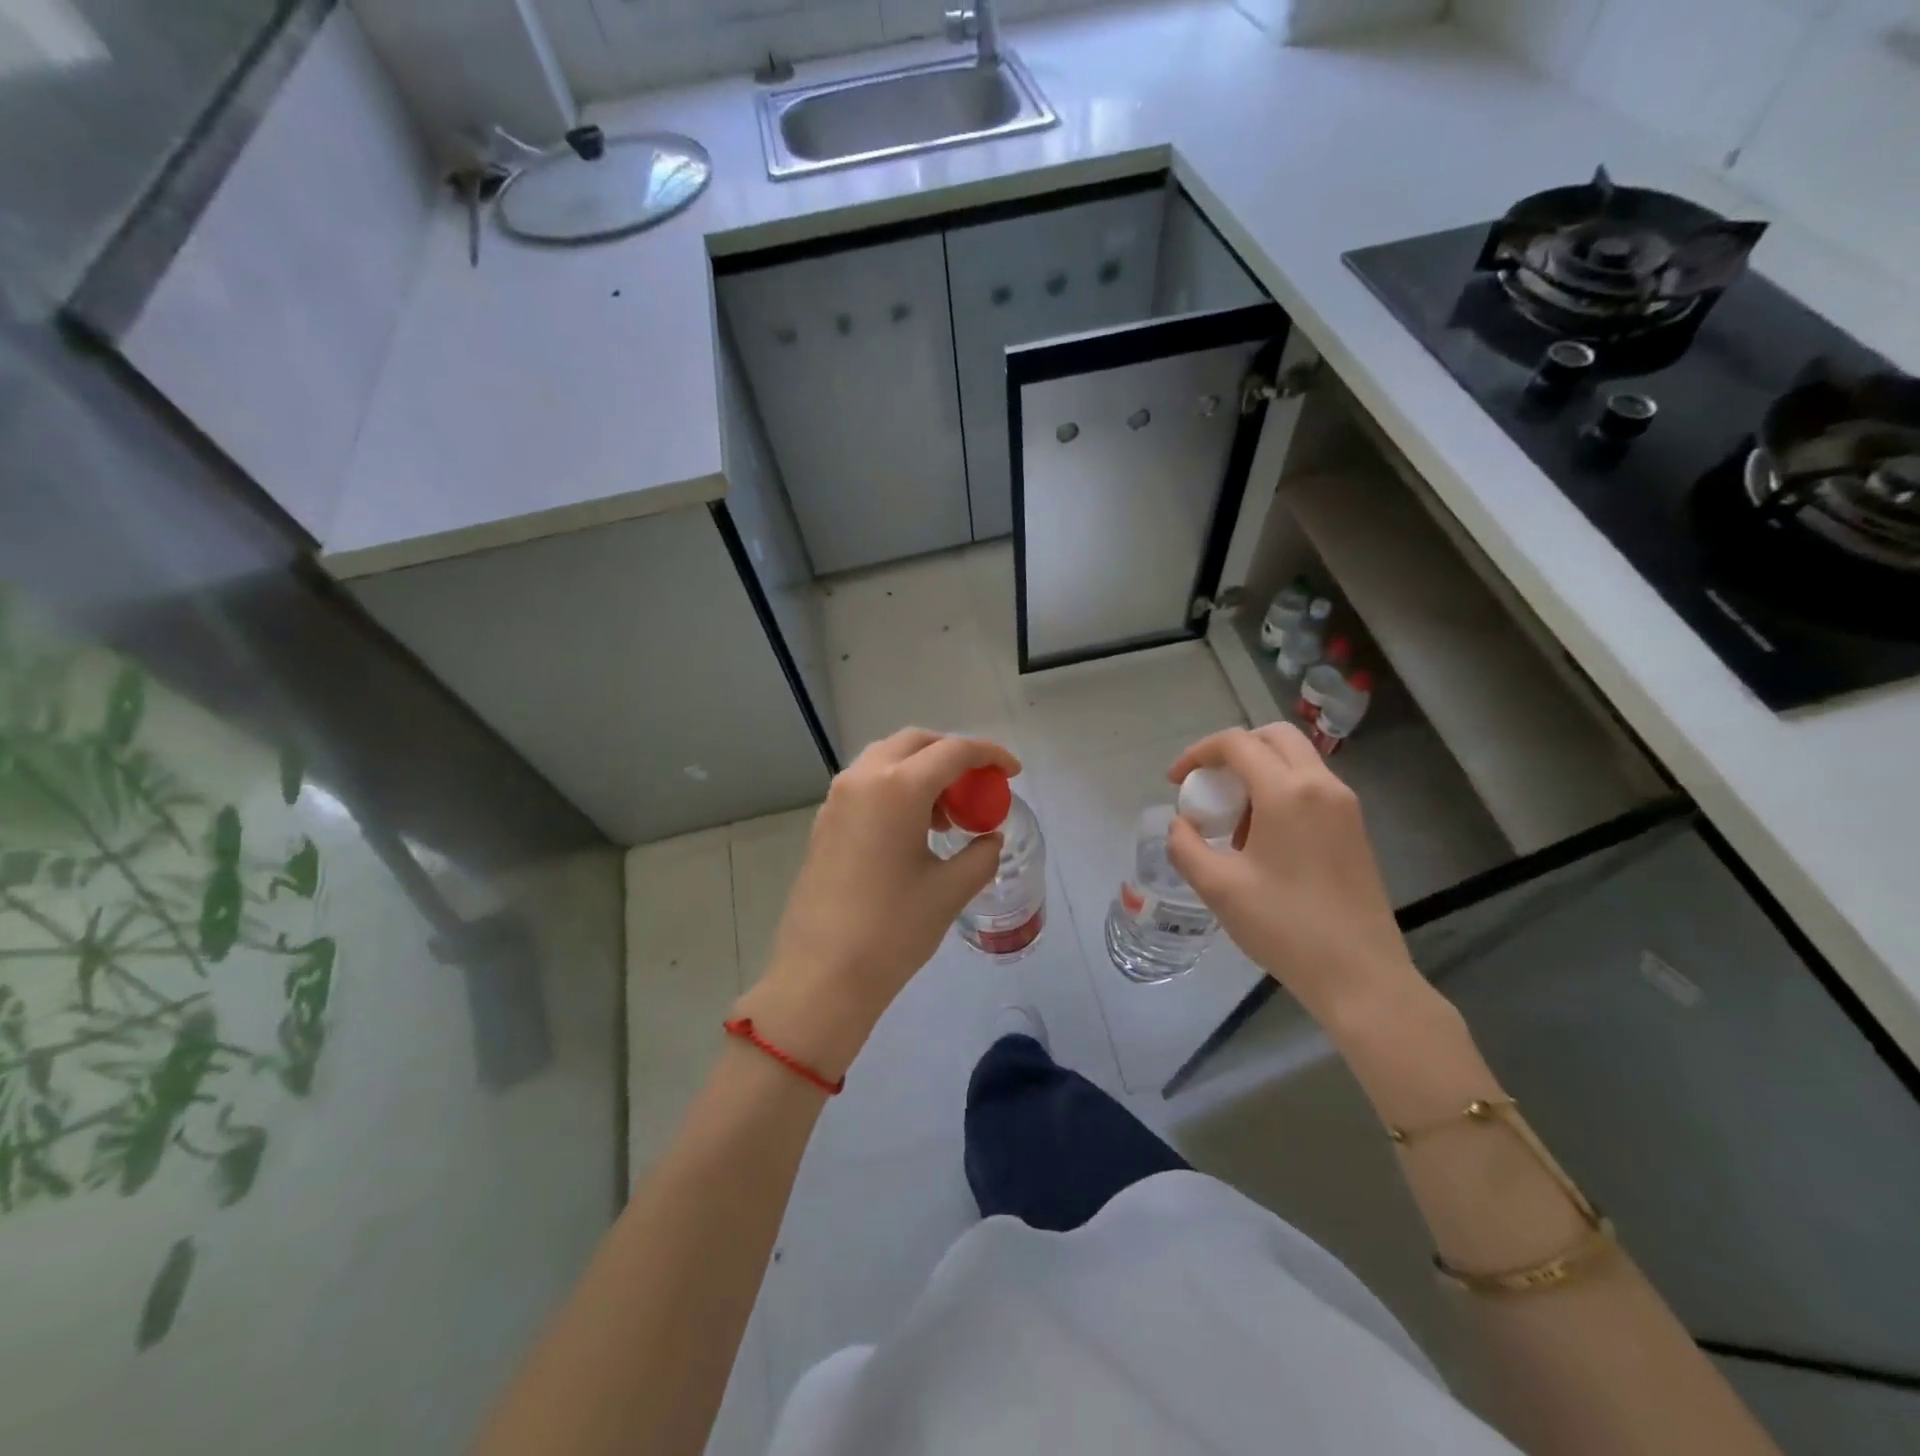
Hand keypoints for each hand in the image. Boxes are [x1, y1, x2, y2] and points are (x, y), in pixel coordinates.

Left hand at [734, 729, 1020, 1079]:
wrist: (822, 975)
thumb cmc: (893, 930)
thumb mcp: (950, 890)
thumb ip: (980, 854)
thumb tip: (989, 838)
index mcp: (898, 787)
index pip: (953, 751)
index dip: (990, 755)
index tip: (1012, 771)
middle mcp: (863, 779)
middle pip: (915, 743)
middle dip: (952, 753)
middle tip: (978, 783)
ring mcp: (837, 799)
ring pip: (886, 759)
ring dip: (921, 770)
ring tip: (946, 815)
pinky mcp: (824, 822)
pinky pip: (866, 785)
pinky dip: (896, 789)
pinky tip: (912, 830)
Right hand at [1166, 724, 1420, 1025]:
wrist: (1360, 975)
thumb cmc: (1285, 926)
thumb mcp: (1217, 887)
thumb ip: (1186, 846)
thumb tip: (1181, 825)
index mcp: (1287, 792)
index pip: (1236, 743)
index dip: (1198, 753)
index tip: (1175, 781)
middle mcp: (1322, 786)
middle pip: (1273, 737)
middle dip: (1233, 751)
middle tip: (1207, 784)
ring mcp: (1345, 806)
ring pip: (1296, 760)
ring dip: (1258, 771)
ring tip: (1233, 818)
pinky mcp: (1355, 828)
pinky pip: (1312, 787)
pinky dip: (1281, 791)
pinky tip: (1264, 838)